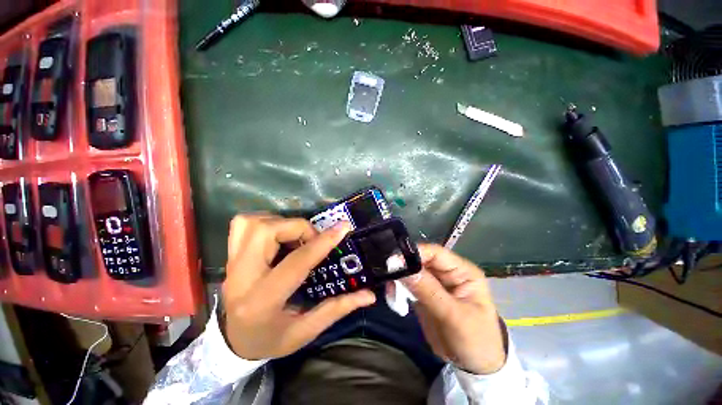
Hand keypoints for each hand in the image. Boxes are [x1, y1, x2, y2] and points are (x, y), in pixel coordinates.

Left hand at [221, 214, 375, 359]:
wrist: (233, 341)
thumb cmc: (271, 339)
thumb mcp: (305, 331)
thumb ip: (337, 309)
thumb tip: (369, 295)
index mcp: (263, 301)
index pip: (296, 262)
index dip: (323, 243)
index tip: (343, 227)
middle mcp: (242, 277)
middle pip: (268, 232)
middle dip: (298, 228)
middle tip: (312, 240)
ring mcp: (232, 263)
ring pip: (254, 223)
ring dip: (282, 223)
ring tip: (295, 238)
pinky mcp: (230, 255)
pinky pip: (243, 223)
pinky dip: (265, 221)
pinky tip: (278, 235)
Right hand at [401, 244, 505, 374]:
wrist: (475, 368)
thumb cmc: (475, 341)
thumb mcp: (454, 316)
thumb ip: (429, 291)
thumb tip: (404, 268)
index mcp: (462, 271)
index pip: (436, 253)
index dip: (416, 253)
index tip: (395, 260)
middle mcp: (447, 273)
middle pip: (421, 260)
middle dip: (404, 265)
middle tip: (386, 272)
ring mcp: (435, 284)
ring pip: (412, 272)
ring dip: (399, 277)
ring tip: (389, 287)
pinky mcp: (424, 295)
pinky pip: (408, 285)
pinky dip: (399, 288)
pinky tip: (392, 295)